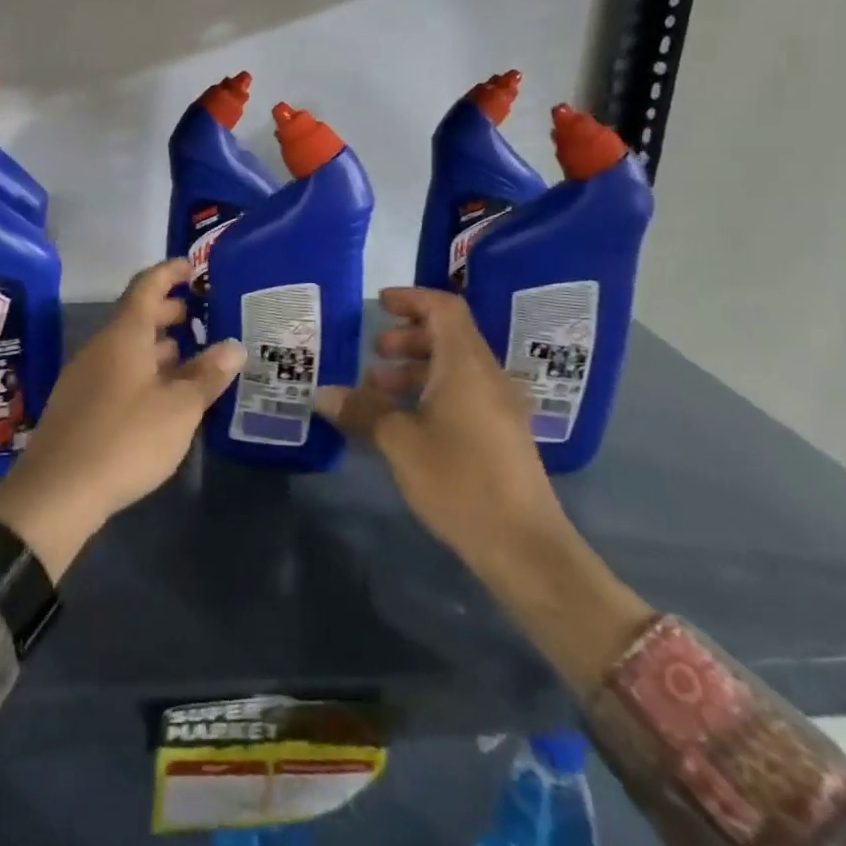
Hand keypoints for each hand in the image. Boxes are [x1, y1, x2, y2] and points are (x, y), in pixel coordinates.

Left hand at [0, 258, 245, 581]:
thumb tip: (234, 346)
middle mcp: (101, 347)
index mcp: (124, 335)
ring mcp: (86, 375)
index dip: (170, 272)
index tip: (193, 267)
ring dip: (159, 346)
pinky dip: (145, 371)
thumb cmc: (126, 438)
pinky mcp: (80, 404)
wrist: (58, 491)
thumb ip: (207, 375)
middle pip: (136, 316)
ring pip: (128, 347)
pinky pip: (118, 372)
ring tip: (192, 357)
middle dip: (169, 312)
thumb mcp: (179, 408)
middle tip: (202, 316)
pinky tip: (164, 395)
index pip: (146, 286)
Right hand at [314, 287, 652, 692]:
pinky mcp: (500, 435)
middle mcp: (487, 377)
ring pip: (454, 369)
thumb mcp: (399, 442)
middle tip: (374, 352)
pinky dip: (430, 393)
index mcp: (467, 365)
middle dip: (408, 337)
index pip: (444, 308)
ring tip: (377, 389)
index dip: (412, 299)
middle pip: (449, 336)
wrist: (524, 546)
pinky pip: (462, 395)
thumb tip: (321, 393)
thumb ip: (361, 410)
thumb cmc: (459, 481)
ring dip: (416, 369)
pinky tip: (402, 422)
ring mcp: (498, 407)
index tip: (379, 304)